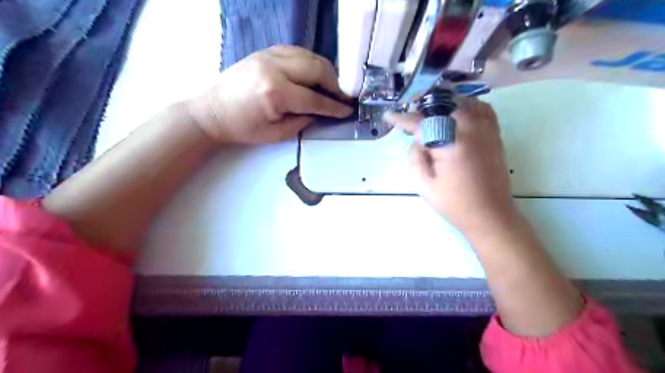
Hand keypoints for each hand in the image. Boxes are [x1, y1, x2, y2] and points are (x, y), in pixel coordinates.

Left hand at [187, 45, 352, 143]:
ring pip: (309, 56)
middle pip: (317, 68)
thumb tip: (322, 112)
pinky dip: (310, 62)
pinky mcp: (265, 51)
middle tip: (342, 97)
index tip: (348, 110)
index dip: (334, 106)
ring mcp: (269, 55)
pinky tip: (313, 74)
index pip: (315, 98)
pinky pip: (297, 51)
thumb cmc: (243, 128)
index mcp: (275, 93)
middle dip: (335, 84)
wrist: (212, 112)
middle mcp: (274, 67)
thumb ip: (303, 121)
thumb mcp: (277, 134)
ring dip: (325, 70)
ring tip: (331, 86)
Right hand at [385, 97, 518, 233]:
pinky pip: (483, 109)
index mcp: (450, 143)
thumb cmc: (455, 203)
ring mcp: (486, 130)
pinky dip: (468, 106)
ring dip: (445, 105)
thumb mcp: (425, 186)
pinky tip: (458, 116)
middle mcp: (470, 130)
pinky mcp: (495, 135)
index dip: (403, 119)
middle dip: (424, 109)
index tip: (390, 116)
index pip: (421, 123)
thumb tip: (417, 142)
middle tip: (413, 121)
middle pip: (443, 105)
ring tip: (433, 116)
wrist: (490, 215)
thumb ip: (415, 158)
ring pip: (464, 102)